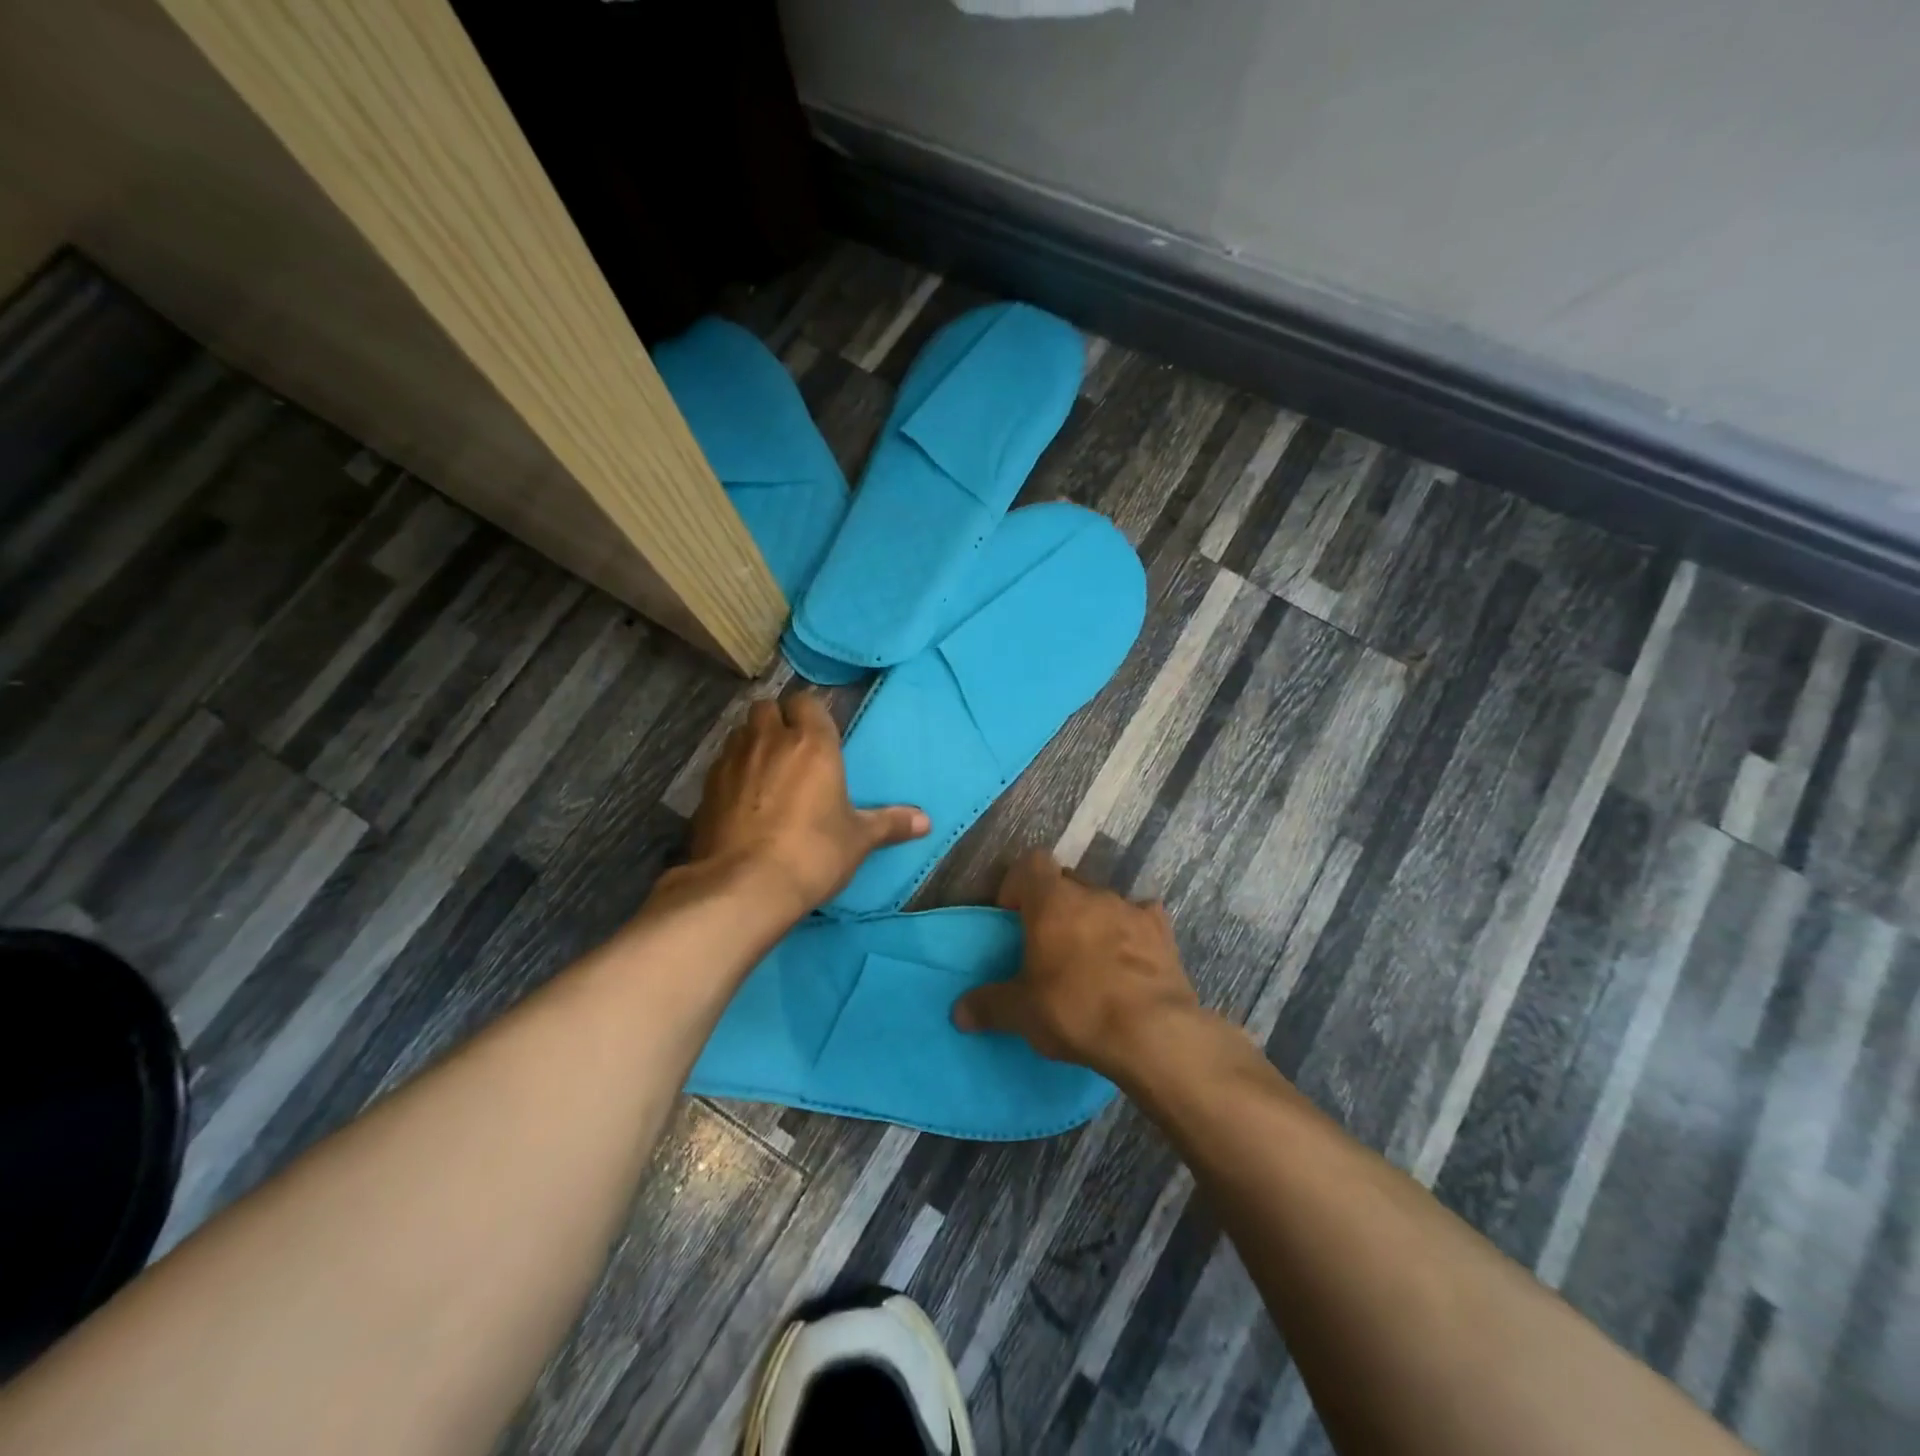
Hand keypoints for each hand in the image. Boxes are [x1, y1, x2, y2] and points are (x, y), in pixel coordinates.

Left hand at [687, 691, 928, 918]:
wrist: (745, 886)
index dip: (810, 714)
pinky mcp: (705, 788)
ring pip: (740, 732)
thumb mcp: (858, 840)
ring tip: (764, 770)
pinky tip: (741, 799)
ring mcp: (732, 761)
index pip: (807, 702)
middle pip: (766, 707)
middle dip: (776, 720)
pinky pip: (721, 764)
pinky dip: (732, 772)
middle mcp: (769, 740)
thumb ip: (890, 823)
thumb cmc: (814, 853)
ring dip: (752, 742)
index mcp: (812, 743)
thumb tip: (926, 821)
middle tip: (790, 748)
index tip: (819, 735)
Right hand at [953, 849, 1201, 1079]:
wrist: (1153, 1033)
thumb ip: (989, 1006)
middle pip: (1066, 883)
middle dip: (1055, 905)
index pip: (1031, 862)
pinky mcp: (1162, 931)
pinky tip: (1129, 960)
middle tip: (1048, 943)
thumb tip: (958, 1013)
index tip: (1014, 916)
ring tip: (1089, 960)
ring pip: (1102, 901)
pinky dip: (1131, 932)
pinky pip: (1141, 919)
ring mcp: (1131, 909)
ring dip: (1092, 920)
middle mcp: (1091, 893)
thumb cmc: (1076, 1010)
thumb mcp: (1023, 1013)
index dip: (1019, 884)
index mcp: (1051, 901)